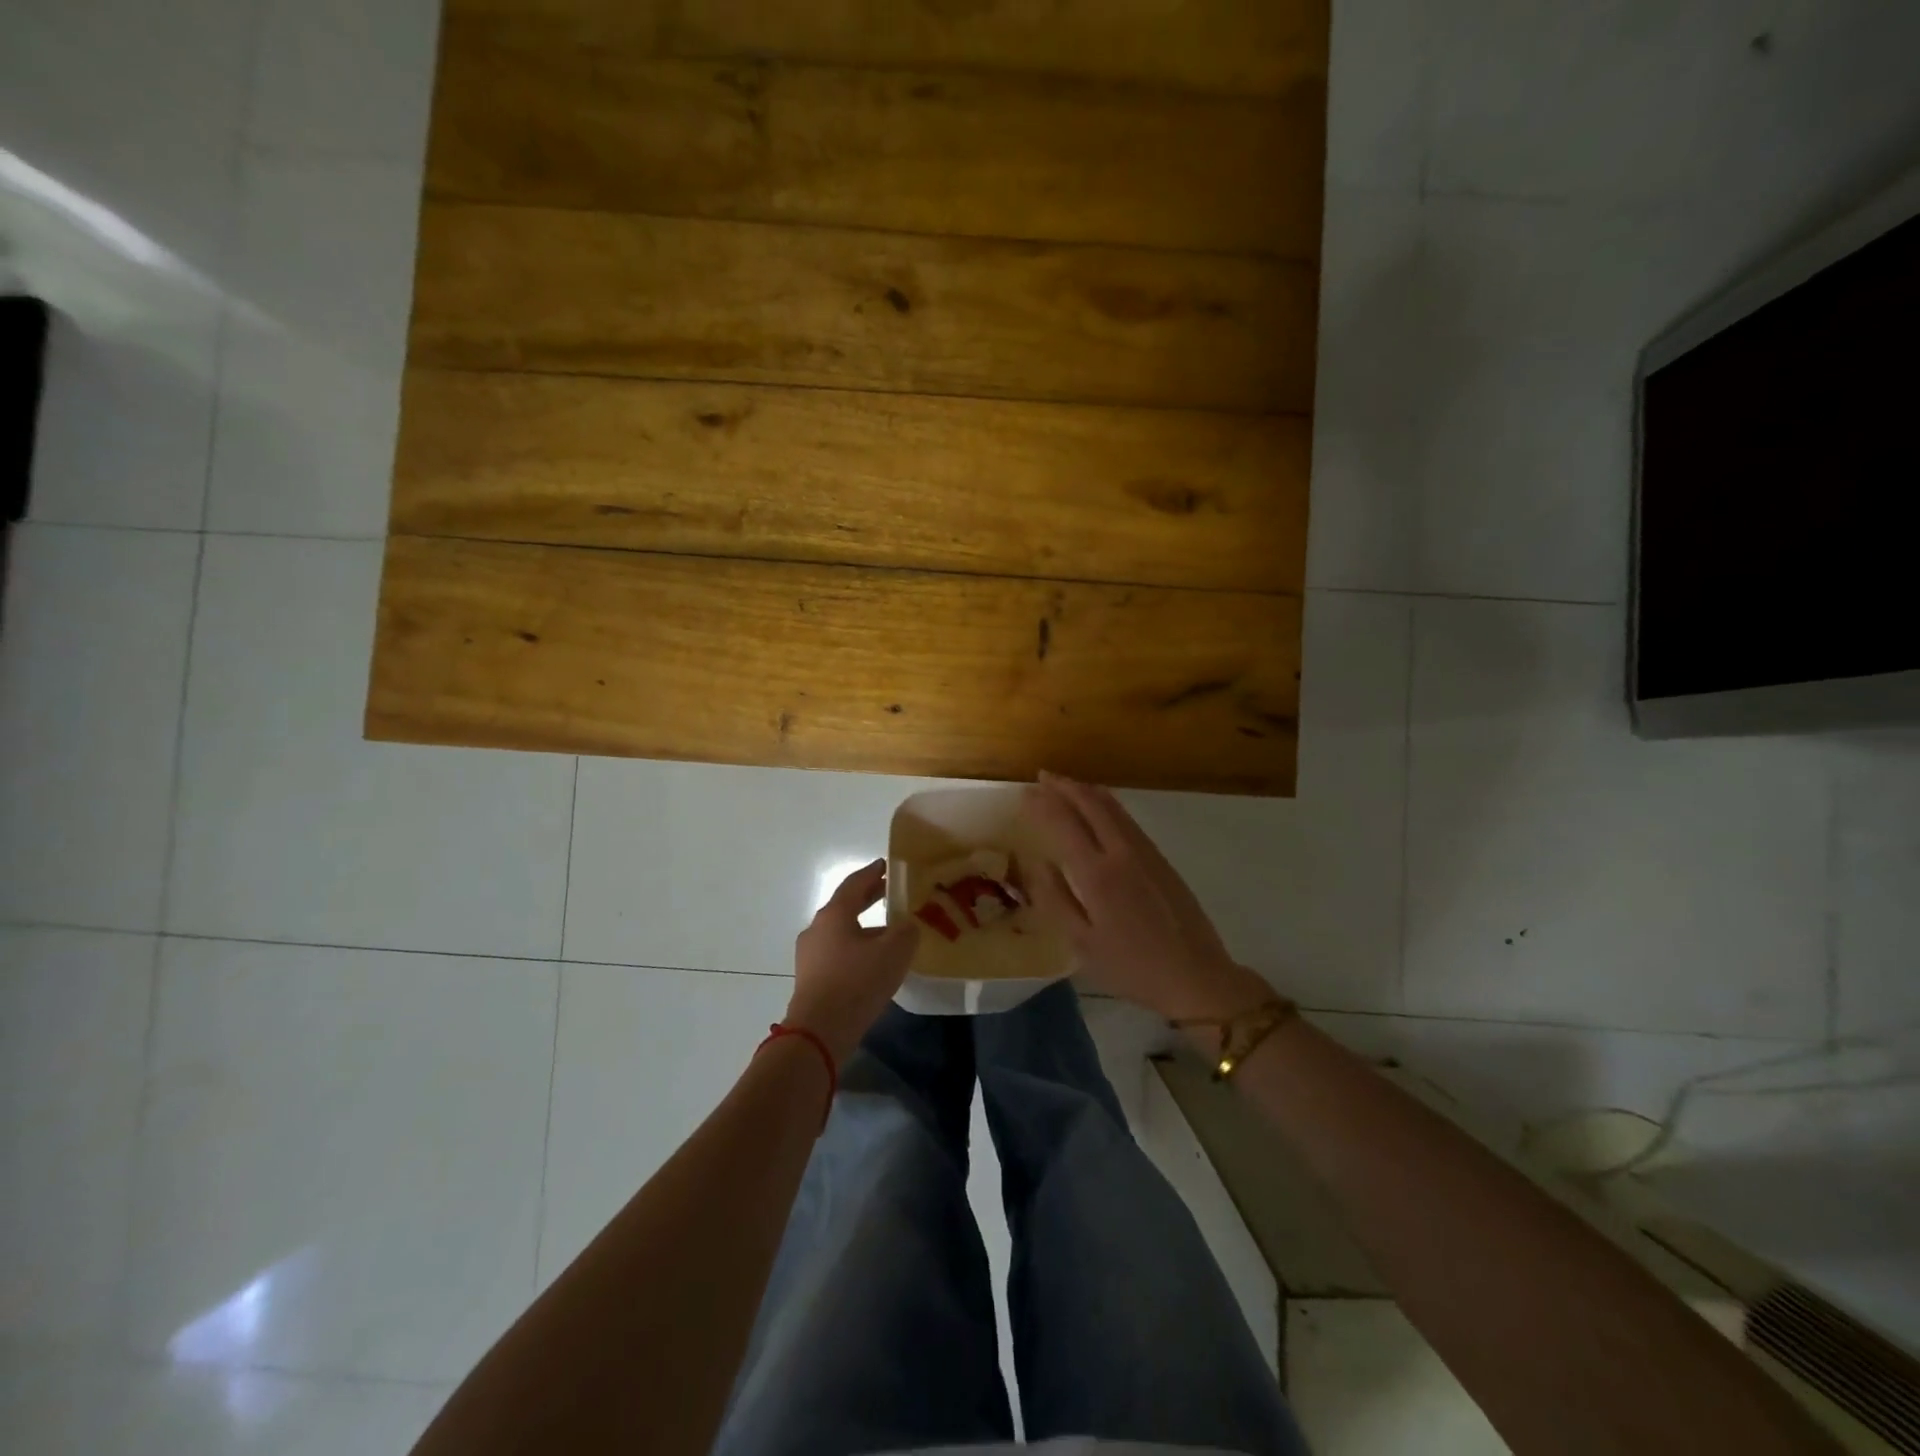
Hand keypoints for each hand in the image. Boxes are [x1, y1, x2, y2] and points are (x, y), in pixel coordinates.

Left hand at [787, 859, 919, 1064]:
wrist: (819, 1032)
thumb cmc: (857, 983)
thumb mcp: (893, 953)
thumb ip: (906, 932)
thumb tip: (907, 925)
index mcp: (834, 914)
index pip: (854, 883)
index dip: (872, 873)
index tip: (886, 865)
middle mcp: (817, 928)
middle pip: (845, 906)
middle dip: (869, 898)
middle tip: (891, 893)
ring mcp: (810, 955)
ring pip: (842, 931)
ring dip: (864, 927)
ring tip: (889, 933)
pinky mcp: (810, 978)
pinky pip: (837, 952)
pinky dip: (856, 948)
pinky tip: (873, 962)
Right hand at [1022, 773, 1273, 1021]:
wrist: (1195, 975)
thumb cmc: (1131, 966)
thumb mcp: (1082, 943)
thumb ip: (1055, 899)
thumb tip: (1037, 863)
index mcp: (1097, 873)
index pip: (1064, 822)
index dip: (1043, 804)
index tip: (1024, 793)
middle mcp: (1122, 852)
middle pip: (1092, 804)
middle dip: (1065, 787)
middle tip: (1043, 777)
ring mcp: (1146, 853)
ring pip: (1114, 807)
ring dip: (1087, 791)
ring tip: (1067, 785)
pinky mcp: (1162, 859)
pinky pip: (1128, 819)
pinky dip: (1107, 805)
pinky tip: (1101, 809)